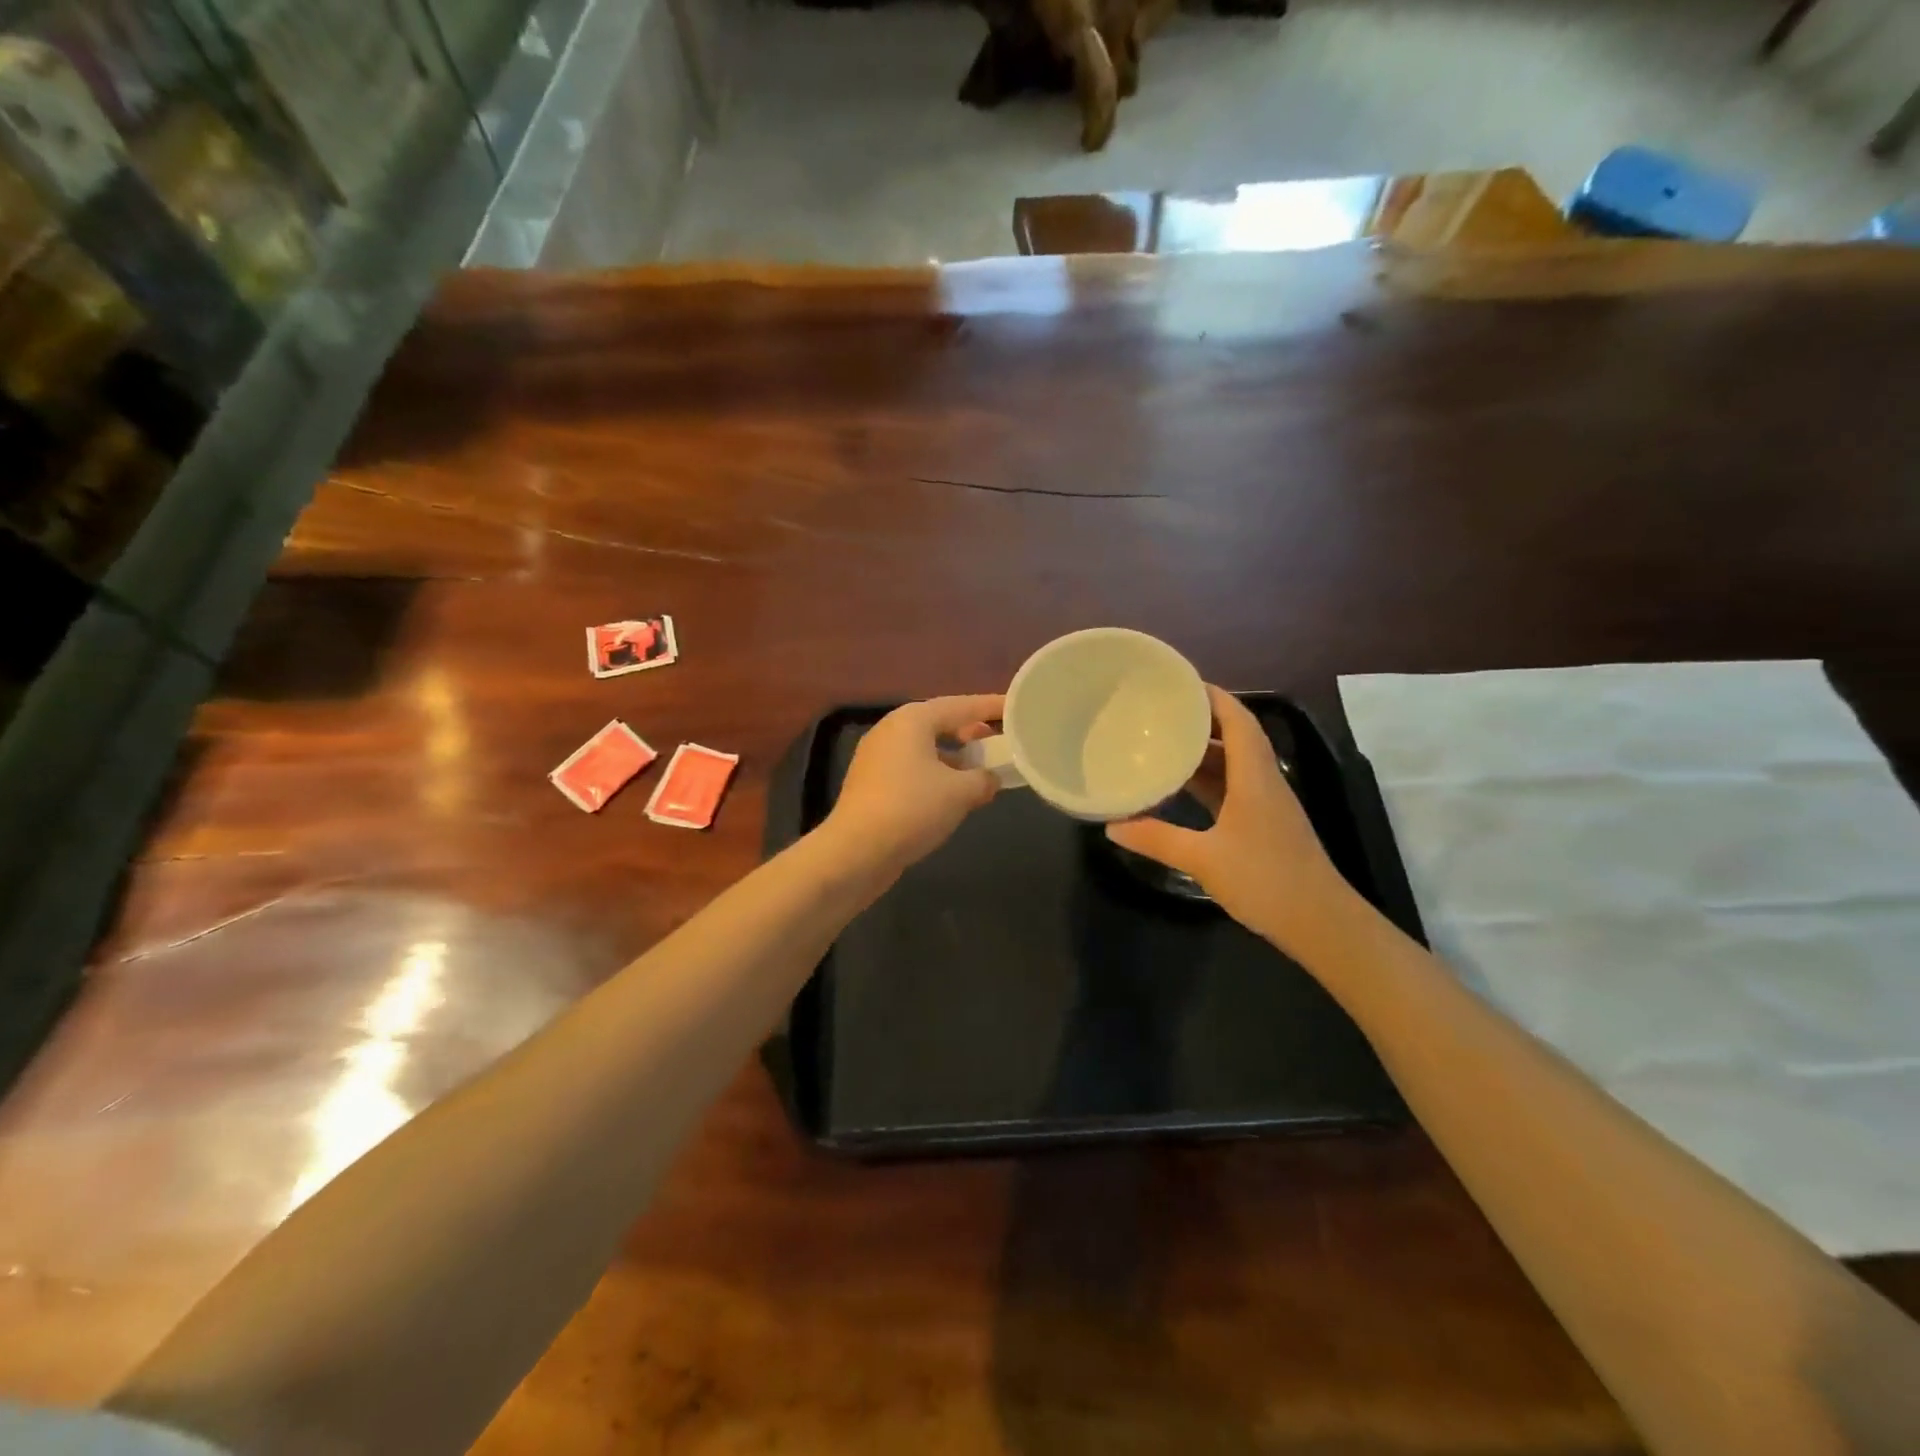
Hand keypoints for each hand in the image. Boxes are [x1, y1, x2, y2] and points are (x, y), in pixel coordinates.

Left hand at [823, 694, 1004, 873]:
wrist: (856, 851)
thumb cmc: (912, 809)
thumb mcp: (960, 793)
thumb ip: (983, 779)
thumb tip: (990, 779)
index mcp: (913, 720)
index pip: (962, 705)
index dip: (992, 706)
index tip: (1017, 707)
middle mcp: (892, 730)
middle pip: (940, 722)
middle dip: (972, 731)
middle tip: (1000, 739)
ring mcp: (877, 756)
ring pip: (926, 747)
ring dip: (955, 756)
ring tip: (981, 770)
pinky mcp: (872, 783)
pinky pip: (913, 767)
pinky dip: (937, 773)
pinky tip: (953, 794)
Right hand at [1106, 685, 1364, 958]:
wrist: (1321, 924)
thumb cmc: (1265, 881)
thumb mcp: (1203, 859)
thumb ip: (1156, 839)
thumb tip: (1112, 826)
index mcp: (1254, 776)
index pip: (1237, 719)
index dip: (1212, 696)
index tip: (1178, 684)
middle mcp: (1263, 780)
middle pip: (1236, 734)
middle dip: (1201, 718)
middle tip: (1160, 711)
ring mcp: (1266, 803)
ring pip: (1234, 762)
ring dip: (1203, 749)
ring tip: (1164, 740)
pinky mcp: (1264, 823)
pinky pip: (1233, 786)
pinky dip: (1208, 778)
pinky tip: (1181, 785)